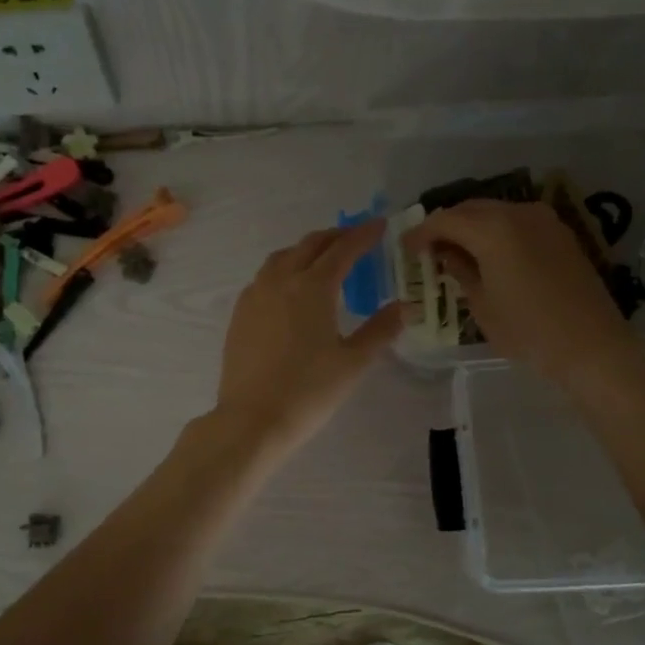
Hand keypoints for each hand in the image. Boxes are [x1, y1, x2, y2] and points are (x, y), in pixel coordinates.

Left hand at [214, 221, 401, 454]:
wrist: (252, 419)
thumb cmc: (309, 391)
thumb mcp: (353, 362)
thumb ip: (380, 329)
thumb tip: (405, 306)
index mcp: (313, 286)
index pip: (343, 249)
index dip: (363, 235)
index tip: (380, 225)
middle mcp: (280, 280)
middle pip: (310, 245)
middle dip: (335, 236)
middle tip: (355, 238)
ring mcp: (255, 295)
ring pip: (282, 257)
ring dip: (306, 249)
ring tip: (322, 258)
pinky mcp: (240, 314)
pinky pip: (264, 277)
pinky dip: (284, 269)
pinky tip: (290, 288)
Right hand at [404, 201, 630, 387]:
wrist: (591, 344)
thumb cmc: (528, 331)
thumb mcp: (482, 306)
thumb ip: (460, 272)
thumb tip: (447, 256)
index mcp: (493, 229)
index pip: (445, 220)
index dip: (421, 232)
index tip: (406, 248)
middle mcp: (518, 213)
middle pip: (470, 208)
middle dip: (446, 225)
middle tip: (429, 249)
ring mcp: (544, 220)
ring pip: (495, 212)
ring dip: (472, 227)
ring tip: (457, 252)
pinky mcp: (560, 233)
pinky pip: (517, 222)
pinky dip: (497, 232)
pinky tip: (490, 255)